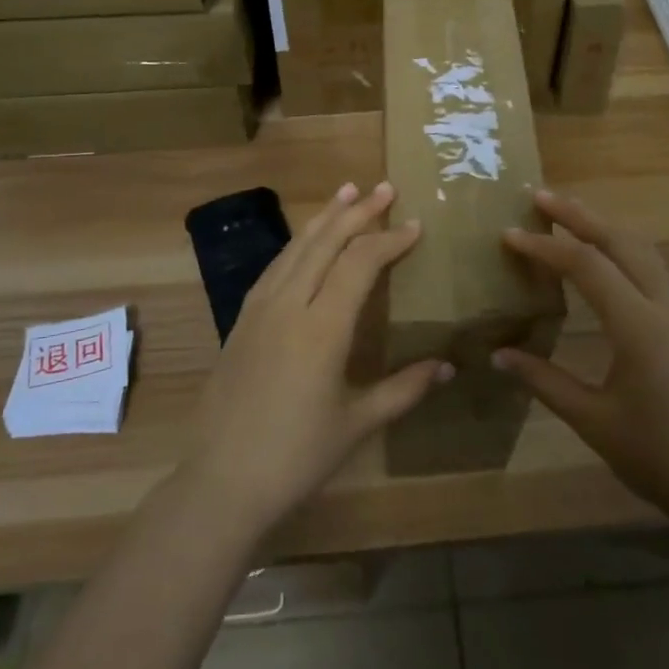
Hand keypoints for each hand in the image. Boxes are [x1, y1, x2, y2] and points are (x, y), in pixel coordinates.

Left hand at [183, 181, 451, 531]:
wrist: (220, 482)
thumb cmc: (296, 456)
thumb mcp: (357, 424)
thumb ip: (404, 389)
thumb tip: (448, 367)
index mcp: (322, 328)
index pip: (359, 263)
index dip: (389, 239)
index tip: (414, 225)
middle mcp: (288, 305)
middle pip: (326, 243)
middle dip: (357, 212)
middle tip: (384, 187)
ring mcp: (259, 310)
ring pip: (295, 248)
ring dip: (324, 218)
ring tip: (345, 192)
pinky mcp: (240, 322)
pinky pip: (274, 267)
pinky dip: (297, 245)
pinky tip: (305, 242)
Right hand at [493, 190, 668, 526]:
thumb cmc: (661, 458)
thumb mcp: (594, 422)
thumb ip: (545, 381)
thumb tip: (498, 356)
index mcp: (639, 328)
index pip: (586, 266)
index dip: (544, 247)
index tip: (508, 235)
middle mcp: (662, 307)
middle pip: (620, 241)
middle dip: (579, 214)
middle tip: (539, 196)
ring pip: (641, 249)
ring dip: (603, 225)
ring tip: (567, 213)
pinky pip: (650, 268)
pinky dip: (620, 247)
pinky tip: (600, 257)